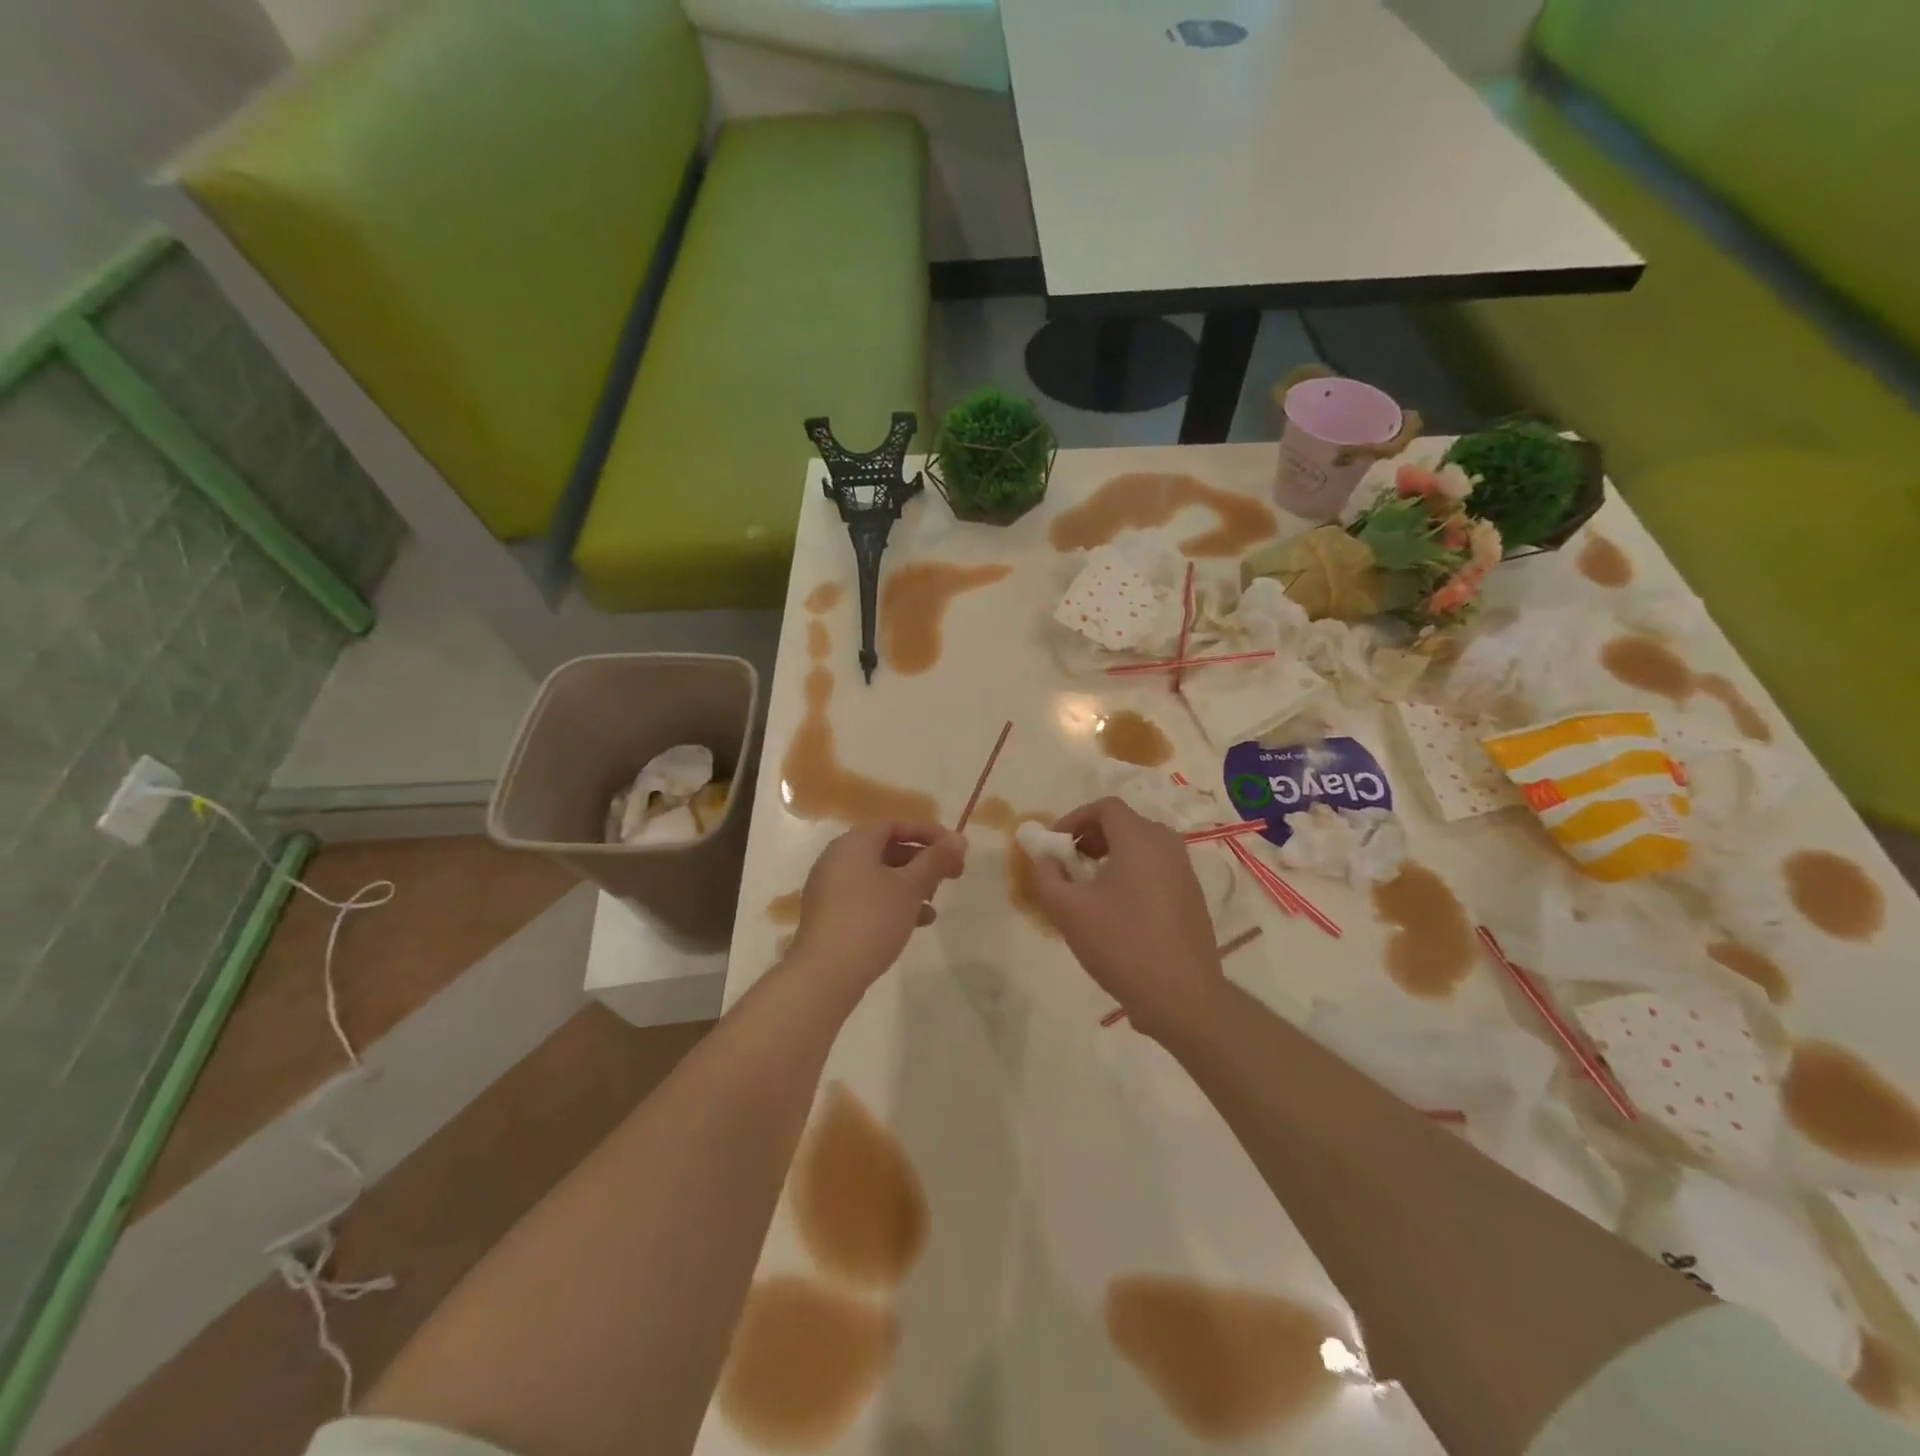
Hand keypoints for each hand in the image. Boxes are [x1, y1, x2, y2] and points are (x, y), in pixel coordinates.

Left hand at [790, 821, 965, 995]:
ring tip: (934, 903)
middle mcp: (837, 859)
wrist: (826, 973)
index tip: (954, 848)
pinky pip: (867, 898)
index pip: (895, 825)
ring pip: (878, 877)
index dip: (928, 833)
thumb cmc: (872, 919)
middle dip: (921, 861)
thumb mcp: (911, 887)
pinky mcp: (830, 915)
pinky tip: (916, 923)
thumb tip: (959, 839)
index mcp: (854, 843)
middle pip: (887, 850)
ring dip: (910, 885)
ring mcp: (830, 888)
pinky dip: (892, 903)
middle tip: (950, 876)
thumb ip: (936, 860)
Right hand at [1028, 798, 1223, 1038]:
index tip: (1055, 846)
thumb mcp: (1068, 911)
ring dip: (1111, 856)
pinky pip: (1156, 869)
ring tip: (1089, 889)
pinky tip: (1118, 912)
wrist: (1181, 996)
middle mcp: (1167, 845)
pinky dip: (1132, 874)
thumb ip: (1046, 876)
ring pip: (1142, 847)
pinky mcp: (1192, 897)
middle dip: (1091, 837)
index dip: (1074, 819)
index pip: (1105, 807)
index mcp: (1140, 839)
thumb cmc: (1121, 944)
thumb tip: (1043, 857)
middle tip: (1069, 865)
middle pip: (1124, 824)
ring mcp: (1185, 871)